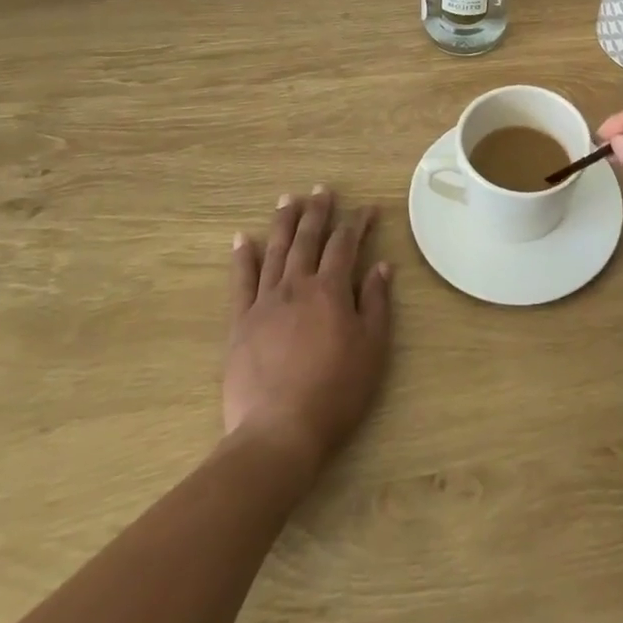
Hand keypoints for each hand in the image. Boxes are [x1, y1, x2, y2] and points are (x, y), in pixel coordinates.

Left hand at [225, 187, 390, 474]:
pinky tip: (243, 238)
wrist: (279, 433)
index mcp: (331, 289)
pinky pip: (241, 281)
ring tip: (288, 200)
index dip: (358, 223)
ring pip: (276, 251)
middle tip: (322, 189)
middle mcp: (297, 285)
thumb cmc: (336, 392)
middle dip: (317, 211)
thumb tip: (382, 266)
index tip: (368, 209)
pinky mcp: (240, 323)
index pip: (346, 244)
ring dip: (283, 223)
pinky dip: (243, 257)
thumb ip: (376, 303)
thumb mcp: (372, 348)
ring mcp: (265, 302)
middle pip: (308, 238)